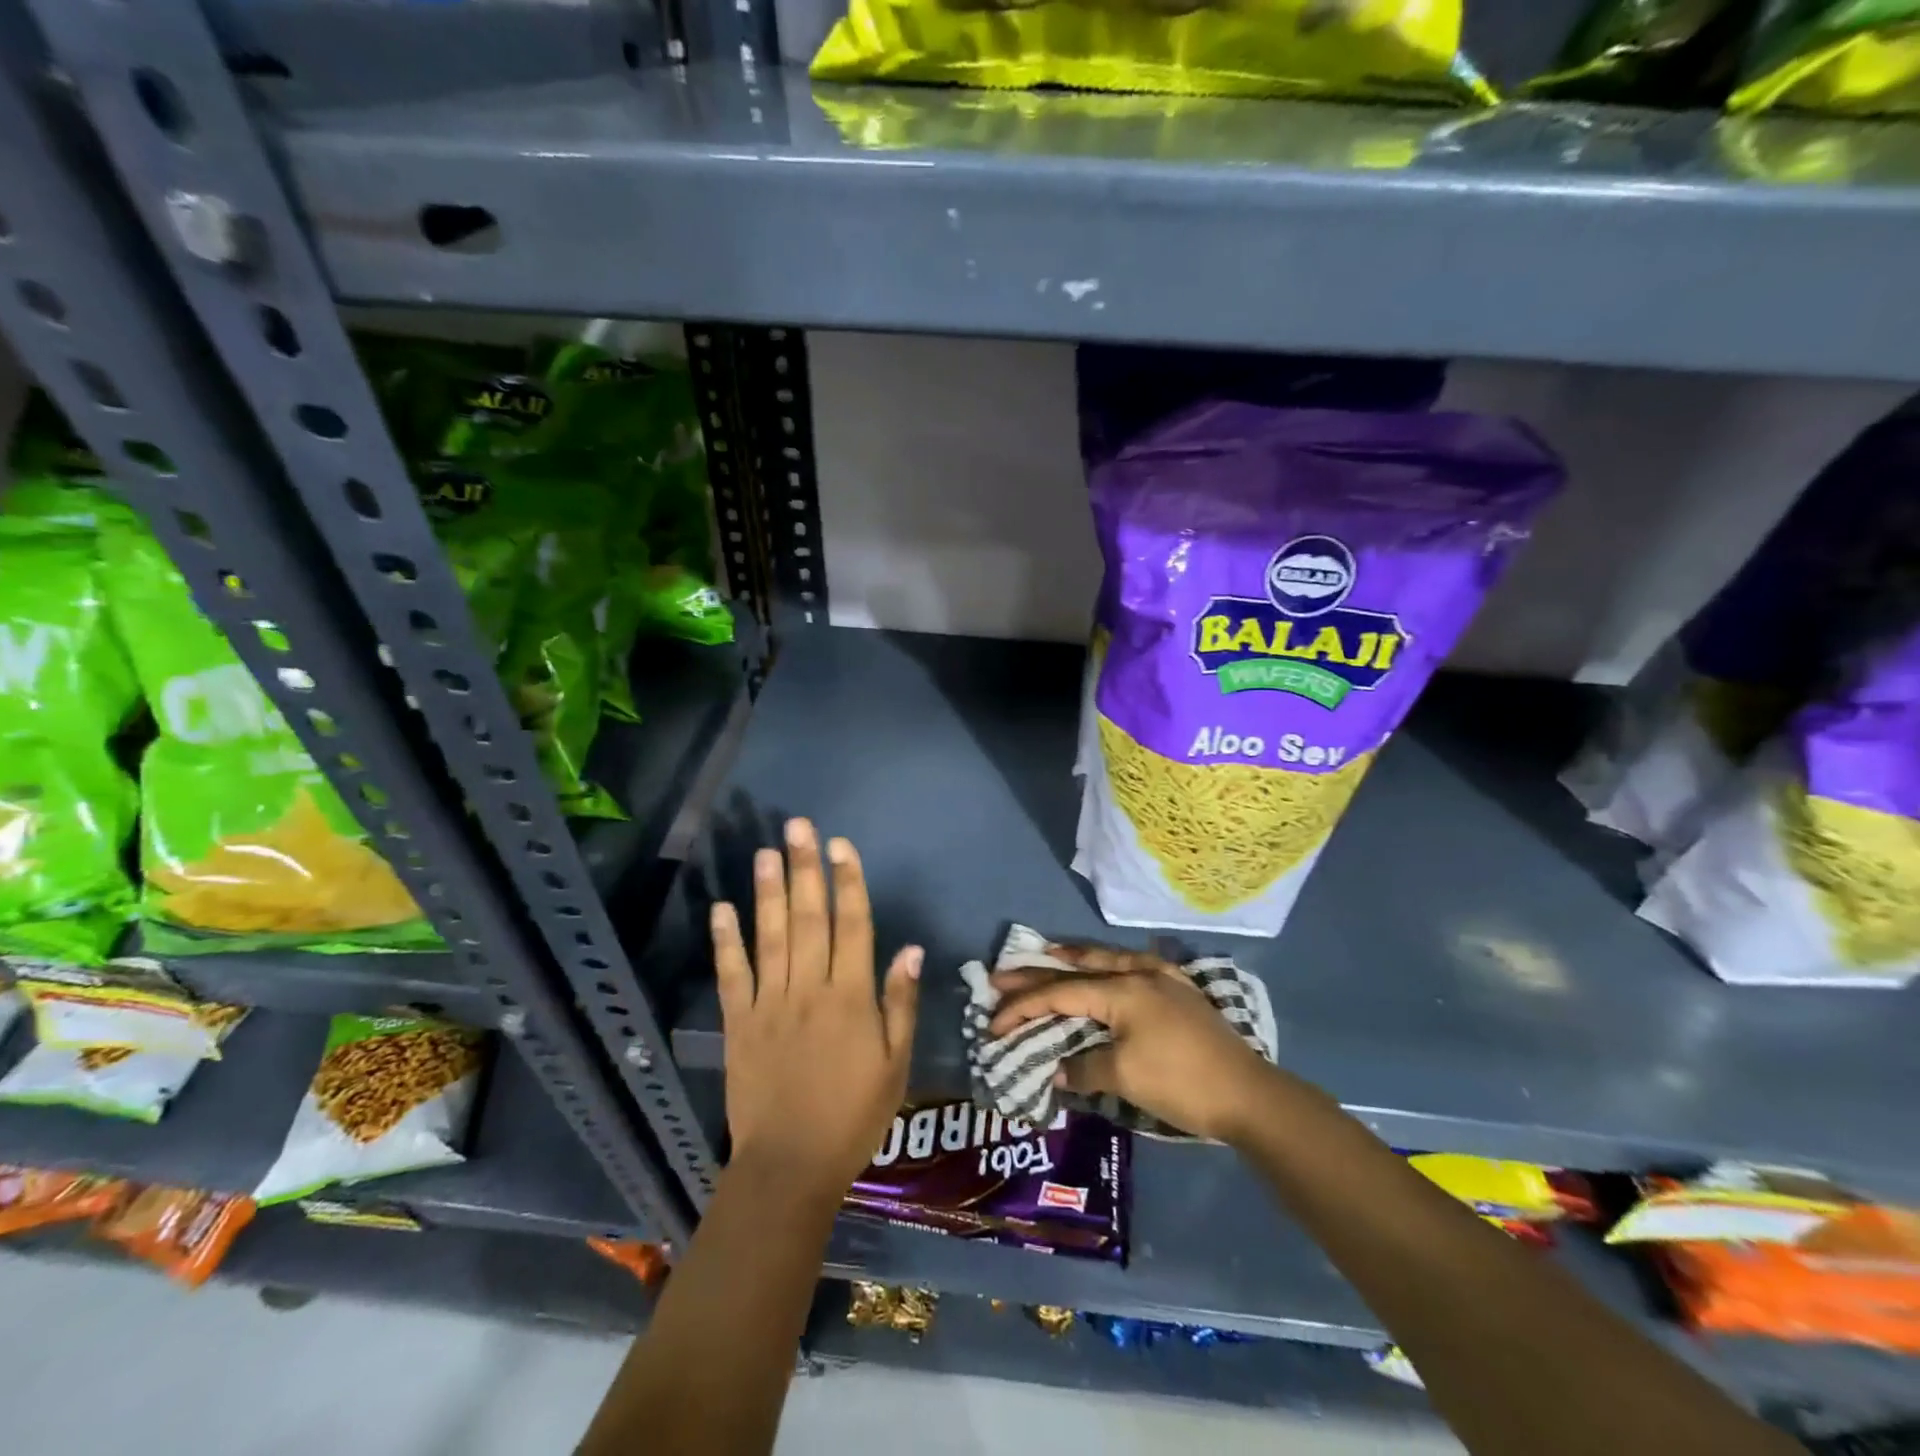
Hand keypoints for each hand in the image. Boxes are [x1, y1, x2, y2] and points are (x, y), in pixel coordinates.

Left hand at [712, 818, 921, 1198]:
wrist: (790, 1167)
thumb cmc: (853, 1117)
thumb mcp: (895, 1065)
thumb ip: (900, 1004)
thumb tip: (911, 949)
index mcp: (850, 997)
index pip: (852, 925)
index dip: (848, 882)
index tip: (841, 845)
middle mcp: (809, 989)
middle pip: (808, 918)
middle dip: (805, 869)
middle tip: (798, 826)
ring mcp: (769, 1003)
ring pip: (770, 936)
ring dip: (767, 891)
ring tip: (765, 851)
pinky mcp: (739, 1022)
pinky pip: (732, 974)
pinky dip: (726, 940)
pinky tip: (723, 907)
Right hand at [990, 945, 1274, 1141]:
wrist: (1248, 1094)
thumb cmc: (1181, 1083)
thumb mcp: (1125, 1079)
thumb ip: (1084, 1068)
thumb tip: (1057, 1069)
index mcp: (1121, 990)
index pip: (1060, 994)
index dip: (1023, 1006)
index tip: (992, 1022)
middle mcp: (1139, 974)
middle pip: (1079, 969)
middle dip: (1038, 973)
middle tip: (1002, 974)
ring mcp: (1163, 980)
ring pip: (1109, 960)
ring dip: (1076, 959)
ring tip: (1050, 952)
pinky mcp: (1181, 992)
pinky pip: (1138, 967)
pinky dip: (1115, 965)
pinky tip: (1115, 966)